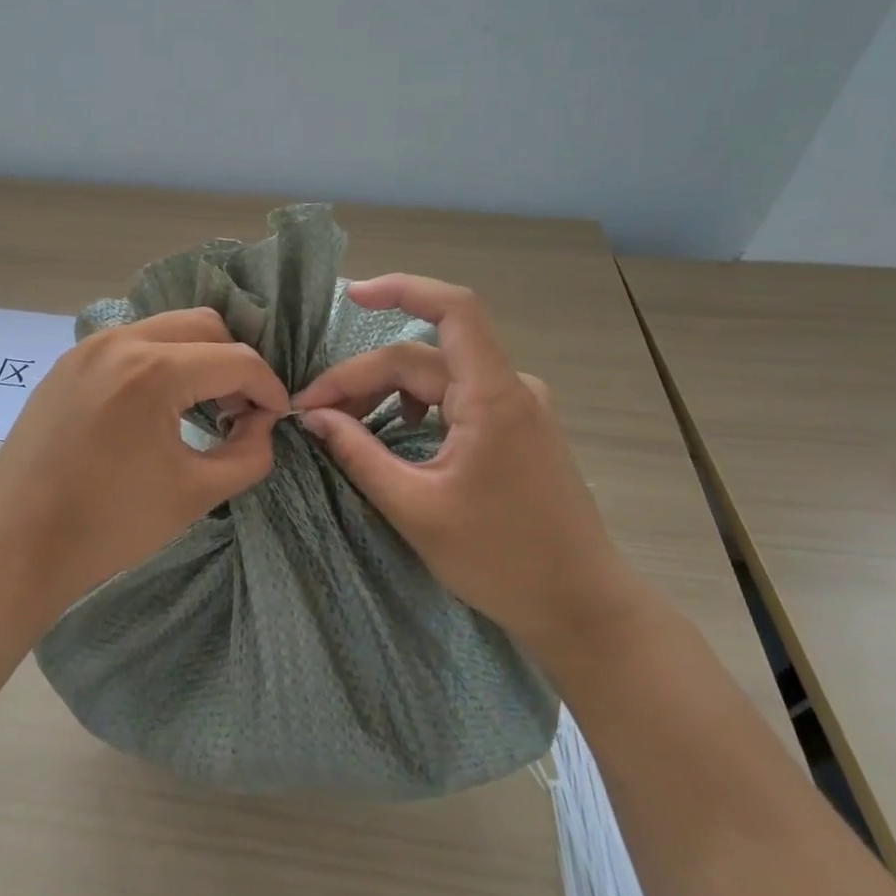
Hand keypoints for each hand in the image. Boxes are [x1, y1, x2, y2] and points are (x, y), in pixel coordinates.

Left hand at [0, 308, 289, 614]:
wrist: (16, 545)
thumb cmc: (109, 525)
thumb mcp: (195, 494)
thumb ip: (248, 453)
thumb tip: (262, 424)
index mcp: (153, 371)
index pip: (236, 359)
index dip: (268, 387)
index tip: (277, 417)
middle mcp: (120, 342)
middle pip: (203, 325)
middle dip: (233, 362)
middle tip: (239, 408)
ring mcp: (87, 349)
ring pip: (164, 329)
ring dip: (195, 358)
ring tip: (201, 408)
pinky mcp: (66, 364)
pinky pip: (128, 345)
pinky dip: (157, 363)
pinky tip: (155, 408)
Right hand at [292, 275, 642, 655]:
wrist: (582, 606)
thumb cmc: (501, 561)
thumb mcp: (415, 508)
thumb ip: (358, 453)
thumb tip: (313, 416)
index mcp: (493, 396)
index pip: (452, 310)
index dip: (401, 288)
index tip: (349, 296)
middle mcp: (510, 387)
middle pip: (423, 357)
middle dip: (362, 377)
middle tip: (313, 411)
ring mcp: (517, 406)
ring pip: (437, 376)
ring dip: (385, 391)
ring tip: (342, 423)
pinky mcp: (516, 427)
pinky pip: (455, 397)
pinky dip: (414, 405)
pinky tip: (392, 431)